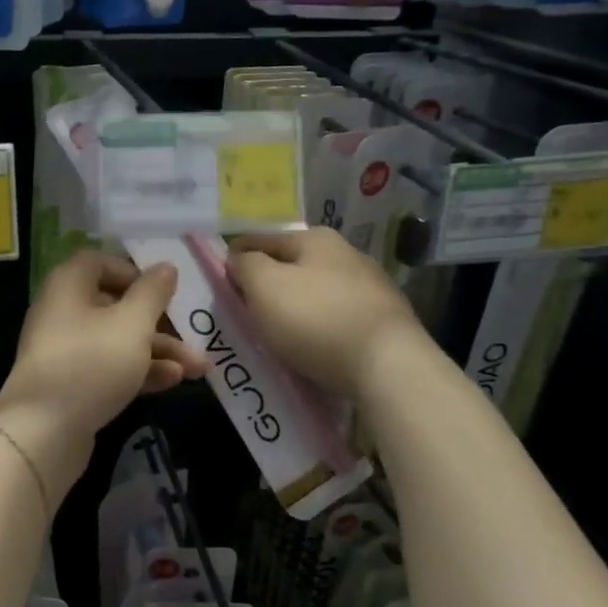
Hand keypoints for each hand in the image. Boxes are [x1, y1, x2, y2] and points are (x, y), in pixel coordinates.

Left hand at [0, 253, 206, 502]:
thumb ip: (152, 294)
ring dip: (157, 351)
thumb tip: (165, 267)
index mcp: (68, 286)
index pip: (99, 263)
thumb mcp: (131, 324)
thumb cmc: (91, 363)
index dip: (133, 272)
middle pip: (114, 305)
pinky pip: (108, 367)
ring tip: (197, 369)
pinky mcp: (71, 384)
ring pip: (116, 340)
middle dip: (159, 323)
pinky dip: (138, 371)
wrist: (43, 432)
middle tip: (194, 338)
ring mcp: (65, 350)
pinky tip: (173, 382)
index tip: (162, 291)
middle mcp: (62, 312)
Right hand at [228, 227, 419, 397]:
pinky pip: (336, 319)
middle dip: (267, 284)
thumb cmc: (316, 319)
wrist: (388, 367)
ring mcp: (370, 288)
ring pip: (315, 293)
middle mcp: (347, 255)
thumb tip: (239, 258)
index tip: (219, 280)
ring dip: (294, 307)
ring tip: (275, 333)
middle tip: (244, 309)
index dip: (235, 257)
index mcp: (316, 239)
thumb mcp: (264, 286)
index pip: (260, 239)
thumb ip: (245, 266)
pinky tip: (310, 347)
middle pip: (291, 266)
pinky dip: (318, 328)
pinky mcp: (384, 322)